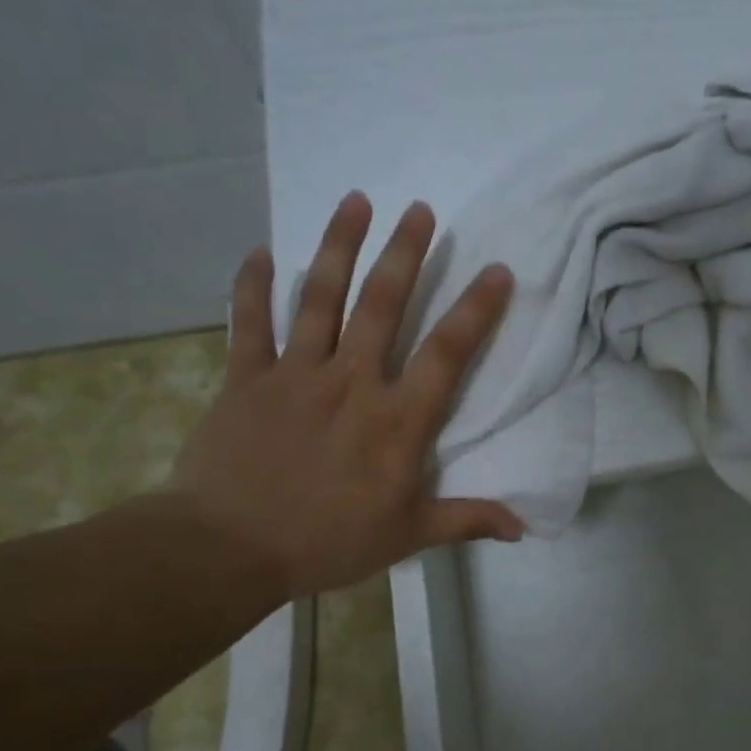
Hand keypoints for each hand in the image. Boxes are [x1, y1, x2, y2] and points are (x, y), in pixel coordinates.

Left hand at [169, 192, 523, 599]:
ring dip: (338, 246)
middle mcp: (351, 381)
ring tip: (355, 201)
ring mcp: (295, 374)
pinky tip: (258, 252)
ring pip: (320, 297)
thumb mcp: (407, 536)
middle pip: (382, 305)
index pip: (446, 354)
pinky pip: (248, 323)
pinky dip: (251, 286)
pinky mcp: (246, 378)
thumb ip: (466, 521)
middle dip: (405, 253)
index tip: (497, 270)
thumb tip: (523, 527)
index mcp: (396, 419)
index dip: (475, 310)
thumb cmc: (326, 541)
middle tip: (420, 209)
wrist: (227, 549)